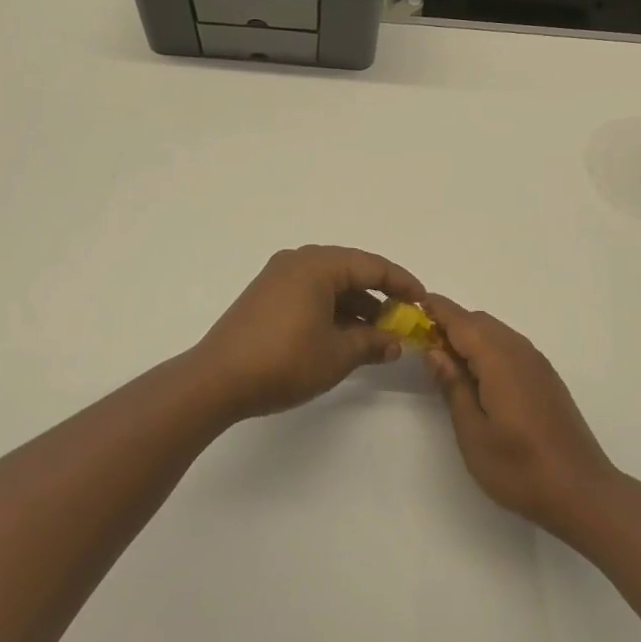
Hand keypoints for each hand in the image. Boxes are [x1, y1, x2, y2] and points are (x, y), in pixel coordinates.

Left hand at [192, 246, 425, 420]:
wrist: (217, 380)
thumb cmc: (284, 361)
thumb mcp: (337, 354)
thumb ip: (371, 343)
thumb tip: (395, 342)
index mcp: (318, 265)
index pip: (372, 266)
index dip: (402, 283)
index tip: (423, 301)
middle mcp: (298, 261)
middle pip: (350, 270)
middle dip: (380, 294)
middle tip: (403, 318)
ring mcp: (278, 277)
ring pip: (329, 284)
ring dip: (356, 305)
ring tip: (378, 333)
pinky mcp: (266, 296)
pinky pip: (310, 293)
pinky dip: (332, 309)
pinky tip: (345, 335)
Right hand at [424, 295, 617, 538]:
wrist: (583, 492)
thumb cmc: (520, 468)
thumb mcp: (473, 433)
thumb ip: (453, 386)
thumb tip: (435, 351)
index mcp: (498, 359)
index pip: (461, 320)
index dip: (435, 310)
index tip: (410, 307)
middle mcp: (520, 351)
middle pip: (479, 322)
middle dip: (450, 324)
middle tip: (423, 345)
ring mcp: (537, 364)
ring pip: (496, 333)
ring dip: (470, 337)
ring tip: (447, 364)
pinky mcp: (546, 378)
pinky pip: (510, 347)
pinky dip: (488, 349)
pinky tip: (479, 379)